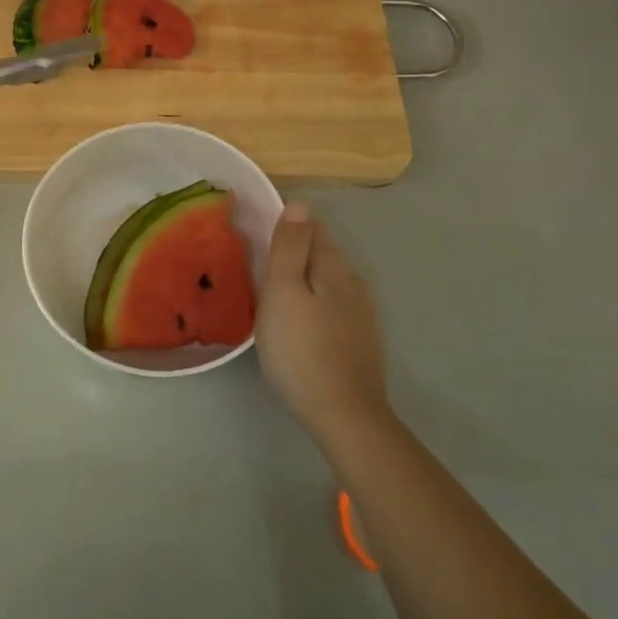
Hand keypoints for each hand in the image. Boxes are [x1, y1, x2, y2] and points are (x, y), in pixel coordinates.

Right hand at [256, 202, 391, 438]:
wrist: (344, 414)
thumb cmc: (302, 350)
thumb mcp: (284, 293)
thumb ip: (289, 248)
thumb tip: (299, 204)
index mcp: (334, 267)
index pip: (311, 228)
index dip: (285, 223)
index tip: (256, 230)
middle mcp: (353, 283)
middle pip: (320, 254)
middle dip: (293, 251)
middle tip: (256, 261)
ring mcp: (361, 314)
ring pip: (326, 282)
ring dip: (302, 279)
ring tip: (271, 291)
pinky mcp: (359, 340)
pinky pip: (331, 306)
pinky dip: (312, 303)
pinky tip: (297, 321)